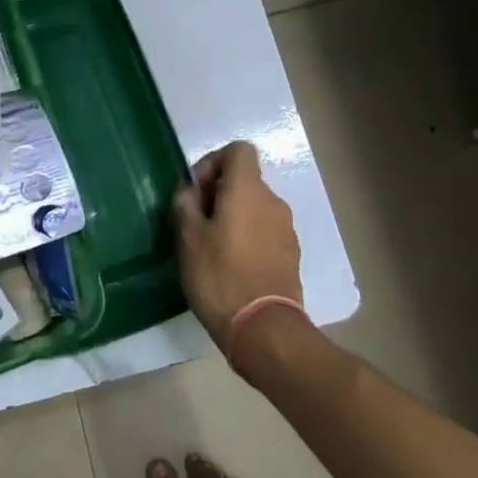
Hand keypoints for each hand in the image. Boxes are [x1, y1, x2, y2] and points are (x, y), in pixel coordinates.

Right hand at [173, 141, 302, 357]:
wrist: (263, 327)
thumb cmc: (219, 275)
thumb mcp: (188, 237)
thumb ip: (185, 203)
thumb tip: (189, 189)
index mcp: (248, 190)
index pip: (238, 150)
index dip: (214, 162)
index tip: (197, 191)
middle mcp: (273, 201)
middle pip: (246, 179)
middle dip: (220, 192)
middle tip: (197, 222)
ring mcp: (286, 229)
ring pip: (255, 207)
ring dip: (234, 216)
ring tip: (212, 246)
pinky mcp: (291, 253)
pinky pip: (265, 230)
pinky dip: (249, 236)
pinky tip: (232, 264)